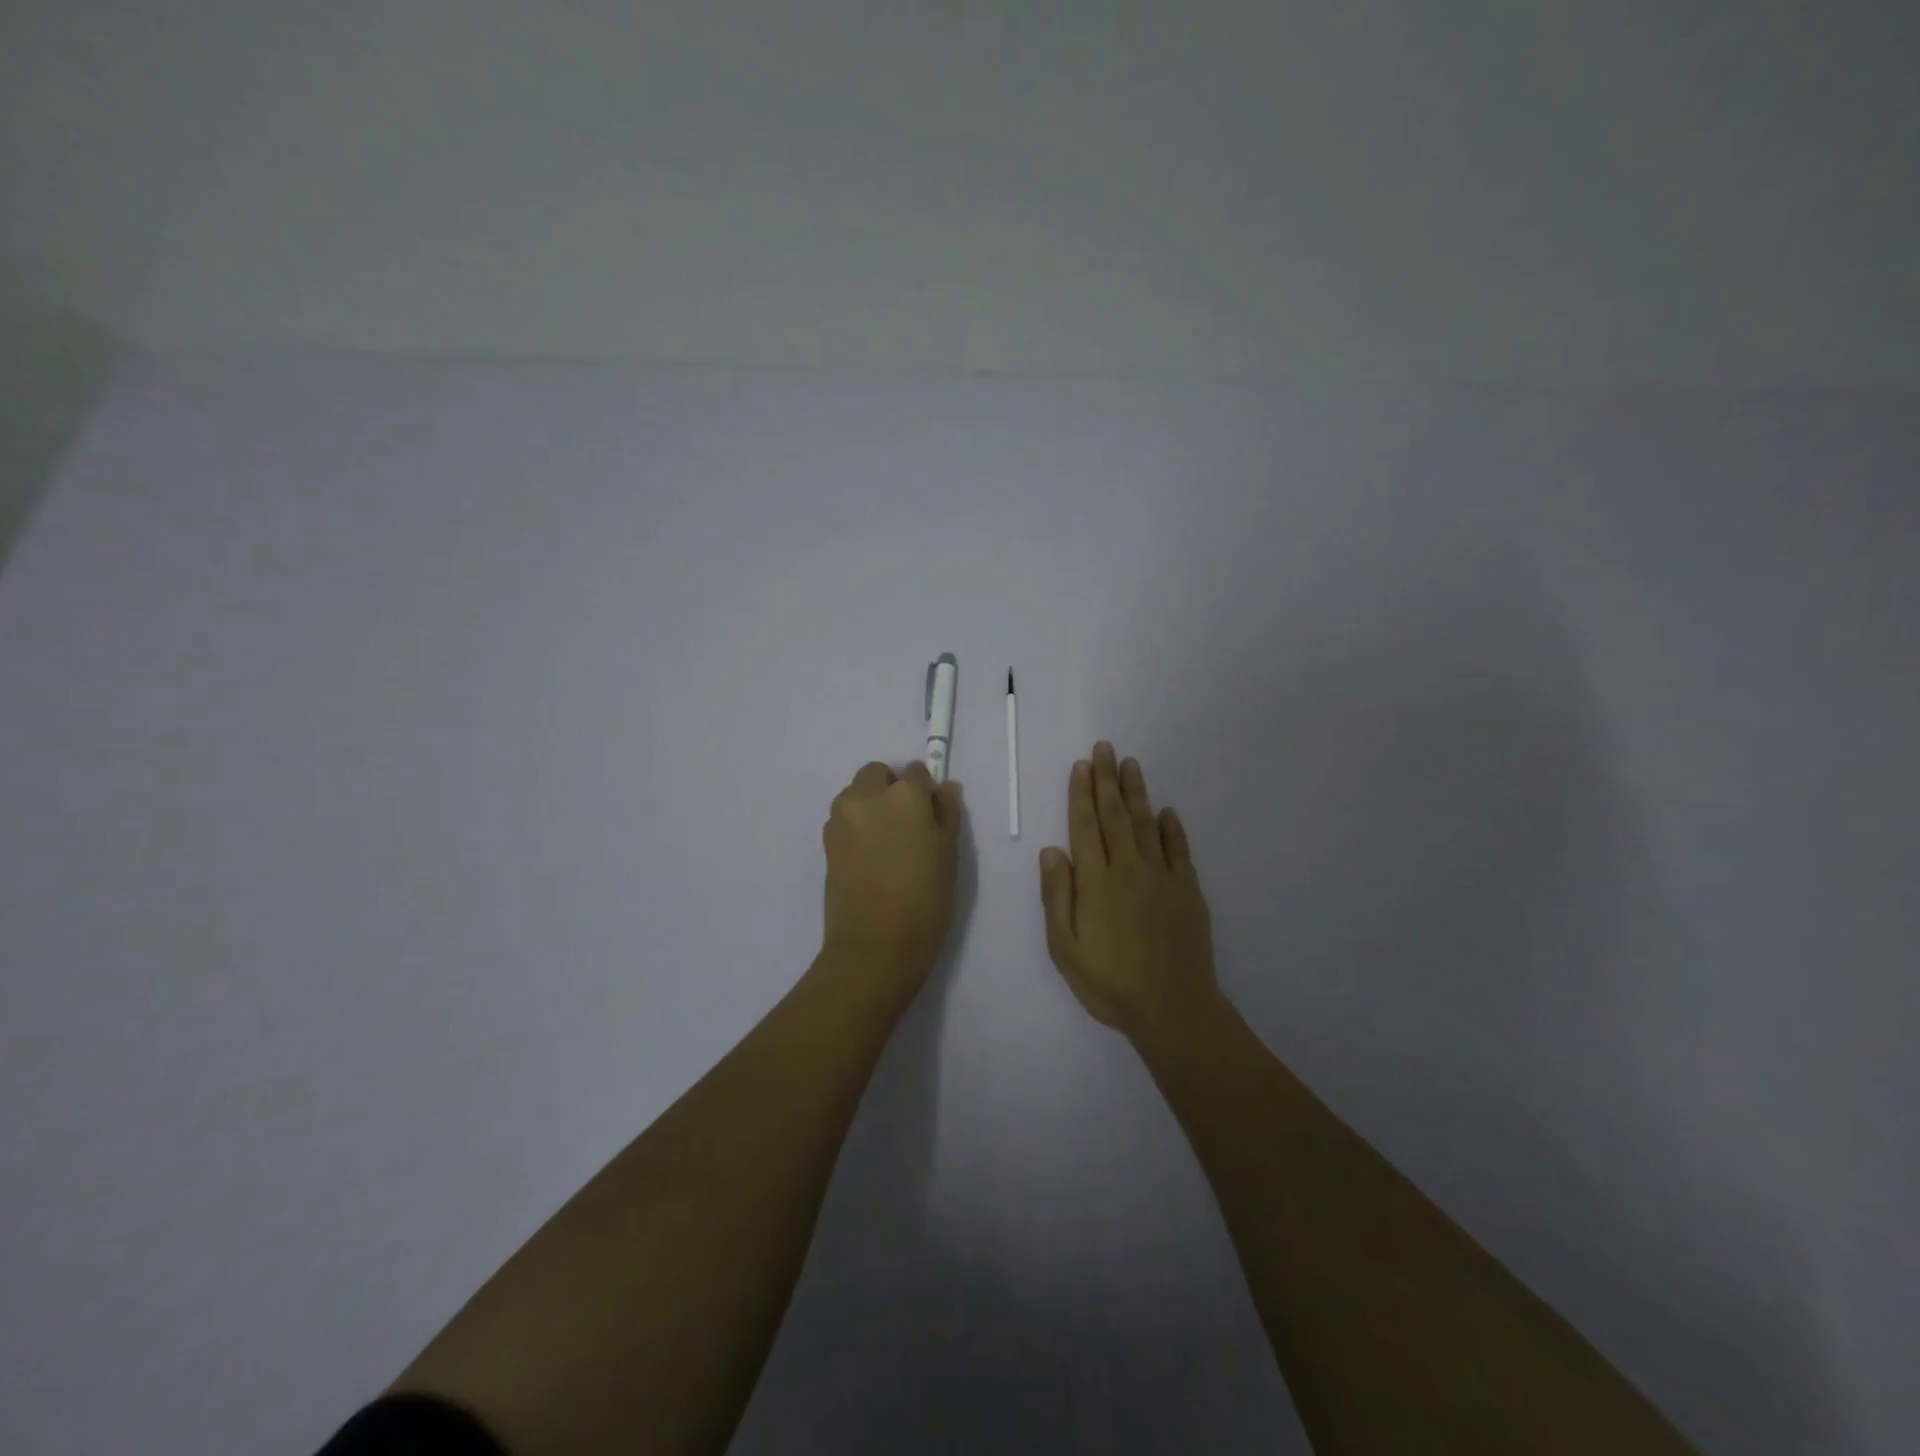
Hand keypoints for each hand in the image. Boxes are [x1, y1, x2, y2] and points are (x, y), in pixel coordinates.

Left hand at [820, 760, 963, 1001]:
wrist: (874, 946)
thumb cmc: (925, 900)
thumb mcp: (949, 854)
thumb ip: (947, 813)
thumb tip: (944, 788)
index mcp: (904, 795)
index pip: (916, 772)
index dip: (926, 792)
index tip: (931, 817)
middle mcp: (866, 797)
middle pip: (878, 774)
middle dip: (891, 789)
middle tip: (907, 826)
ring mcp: (841, 819)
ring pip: (857, 794)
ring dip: (871, 805)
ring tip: (887, 844)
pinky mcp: (826, 842)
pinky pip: (845, 819)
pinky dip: (857, 826)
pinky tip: (870, 858)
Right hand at [1039, 742, 1219, 1038]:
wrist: (1172, 1007)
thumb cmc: (1109, 982)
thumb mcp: (1065, 947)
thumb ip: (1057, 896)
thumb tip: (1051, 850)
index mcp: (1096, 881)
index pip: (1085, 826)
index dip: (1081, 793)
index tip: (1082, 765)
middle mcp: (1128, 869)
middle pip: (1116, 815)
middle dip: (1108, 780)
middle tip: (1106, 748)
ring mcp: (1162, 877)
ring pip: (1147, 824)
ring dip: (1138, 792)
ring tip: (1132, 764)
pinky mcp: (1188, 891)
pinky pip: (1179, 850)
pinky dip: (1172, 828)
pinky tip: (1168, 811)